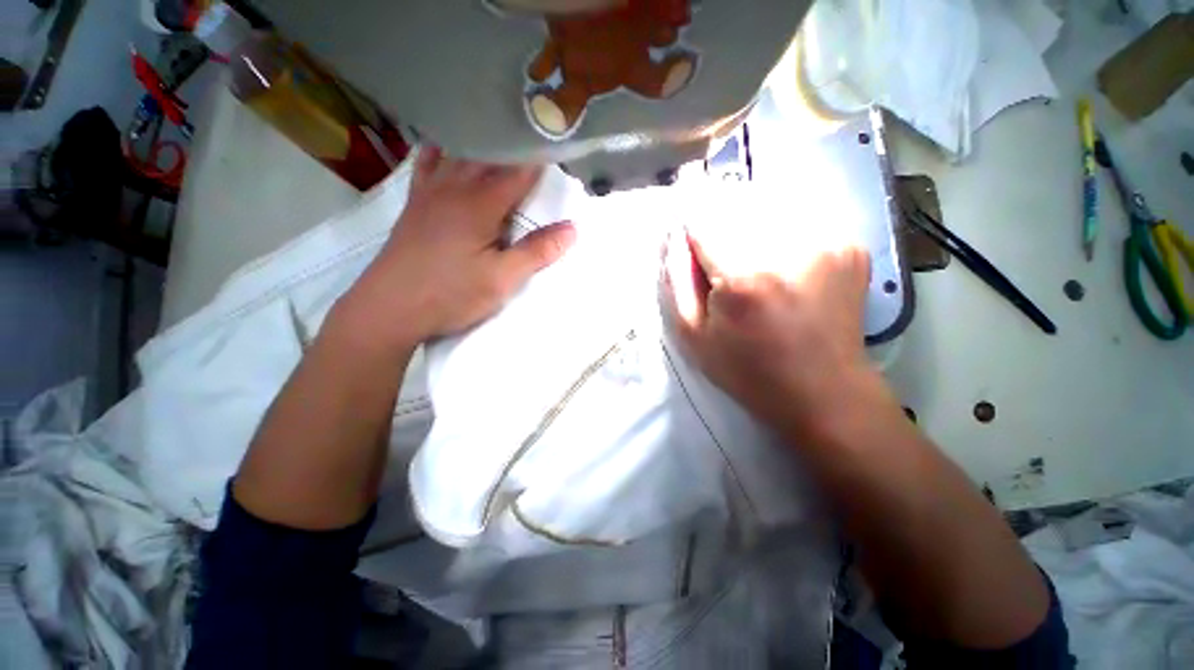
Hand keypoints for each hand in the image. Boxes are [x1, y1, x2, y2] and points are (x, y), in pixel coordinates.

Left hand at [340, 147, 575, 345]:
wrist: (389, 308)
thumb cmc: (451, 294)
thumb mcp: (502, 279)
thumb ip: (536, 252)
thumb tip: (572, 229)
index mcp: (480, 204)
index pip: (518, 172)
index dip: (539, 159)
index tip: (555, 146)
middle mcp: (454, 189)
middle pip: (489, 158)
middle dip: (513, 149)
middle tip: (534, 143)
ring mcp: (430, 194)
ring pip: (459, 157)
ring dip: (481, 147)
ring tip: (498, 137)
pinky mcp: (414, 205)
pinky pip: (427, 168)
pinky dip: (439, 154)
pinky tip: (442, 148)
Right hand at [662, 219, 873, 434]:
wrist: (823, 391)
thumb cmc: (748, 370)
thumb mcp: (693, 336)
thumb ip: (676, 280)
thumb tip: (674, 235)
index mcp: (744, 277)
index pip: (703, 221)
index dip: (691, 230)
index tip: (692, 248)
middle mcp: (789, 250)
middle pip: (737, 208)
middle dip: (721, 230)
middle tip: (724, 269)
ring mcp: (827, 243)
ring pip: (770, 210)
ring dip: (751, 231)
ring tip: (754, 272)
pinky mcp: (850, 247)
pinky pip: (801, 223)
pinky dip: (782, 238)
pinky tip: (784, 271)